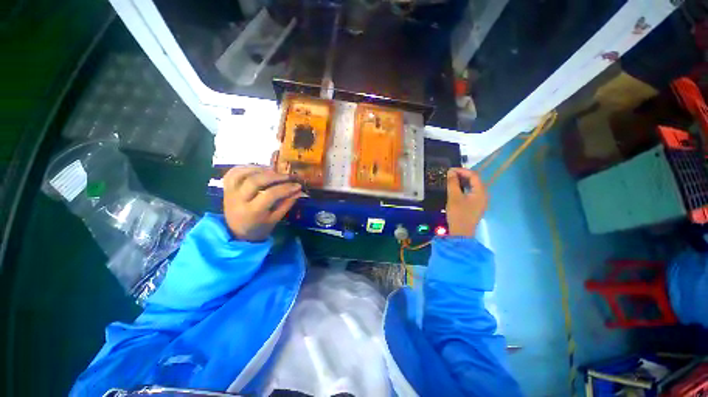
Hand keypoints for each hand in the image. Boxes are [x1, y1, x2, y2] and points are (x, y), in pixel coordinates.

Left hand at [223, 166, 302, 241]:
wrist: (236, 232)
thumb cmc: (259, 227)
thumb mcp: (275, 219)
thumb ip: (286, 204)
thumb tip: (298, 191)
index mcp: (252, 212)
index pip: (270, 195)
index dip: (285, 188)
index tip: (297, 185)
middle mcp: (238, 200)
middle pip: (255, 181)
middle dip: (274, 176)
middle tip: (288, 176)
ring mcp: (230, 193)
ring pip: (242, 173)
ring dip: (260, 169)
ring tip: (274, 170)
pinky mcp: (226, 188)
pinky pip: (233, 173)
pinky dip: (246, 167)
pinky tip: (258, 169)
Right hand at [445, 168, 487, 236]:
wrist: (461, 233)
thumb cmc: (458, 214)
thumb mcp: (454, 197)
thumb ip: (452, 183)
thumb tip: (451, 172)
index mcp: (481, 192)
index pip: (474, 175)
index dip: (462, 170)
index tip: (450, 170)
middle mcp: (483, 195)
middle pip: (475, 180)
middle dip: (462, 175)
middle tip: (449, 175)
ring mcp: (480, 201)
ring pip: (472, 187)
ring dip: (462, 182)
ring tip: (451, 181)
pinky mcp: (475, 206)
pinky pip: (471, 193)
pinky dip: (463, 189)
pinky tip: (455, 190)